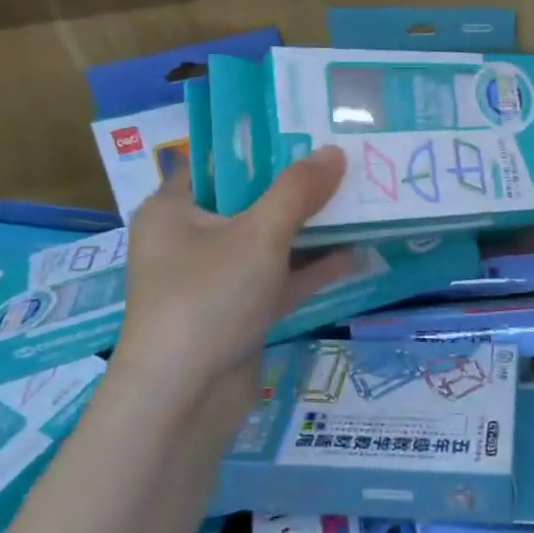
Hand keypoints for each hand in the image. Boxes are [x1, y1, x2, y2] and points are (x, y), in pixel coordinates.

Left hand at [112, 146, 352, 430]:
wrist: (183, 403)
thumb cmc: (208, 299)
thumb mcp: (258, 235)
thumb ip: (298, 191)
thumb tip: (335, 152)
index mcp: (174, 209)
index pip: (217, 161)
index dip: (261, 143)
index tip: (306, 129)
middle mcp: (190, 239)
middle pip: (249, 200)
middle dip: (297, 186)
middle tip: (344, 160)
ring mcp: (215, 280)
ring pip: (268, 242)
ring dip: (310, 228)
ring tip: (359, 201)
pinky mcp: (237, 313)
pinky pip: (278, 279)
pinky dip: (310, 269)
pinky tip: (355, 254)